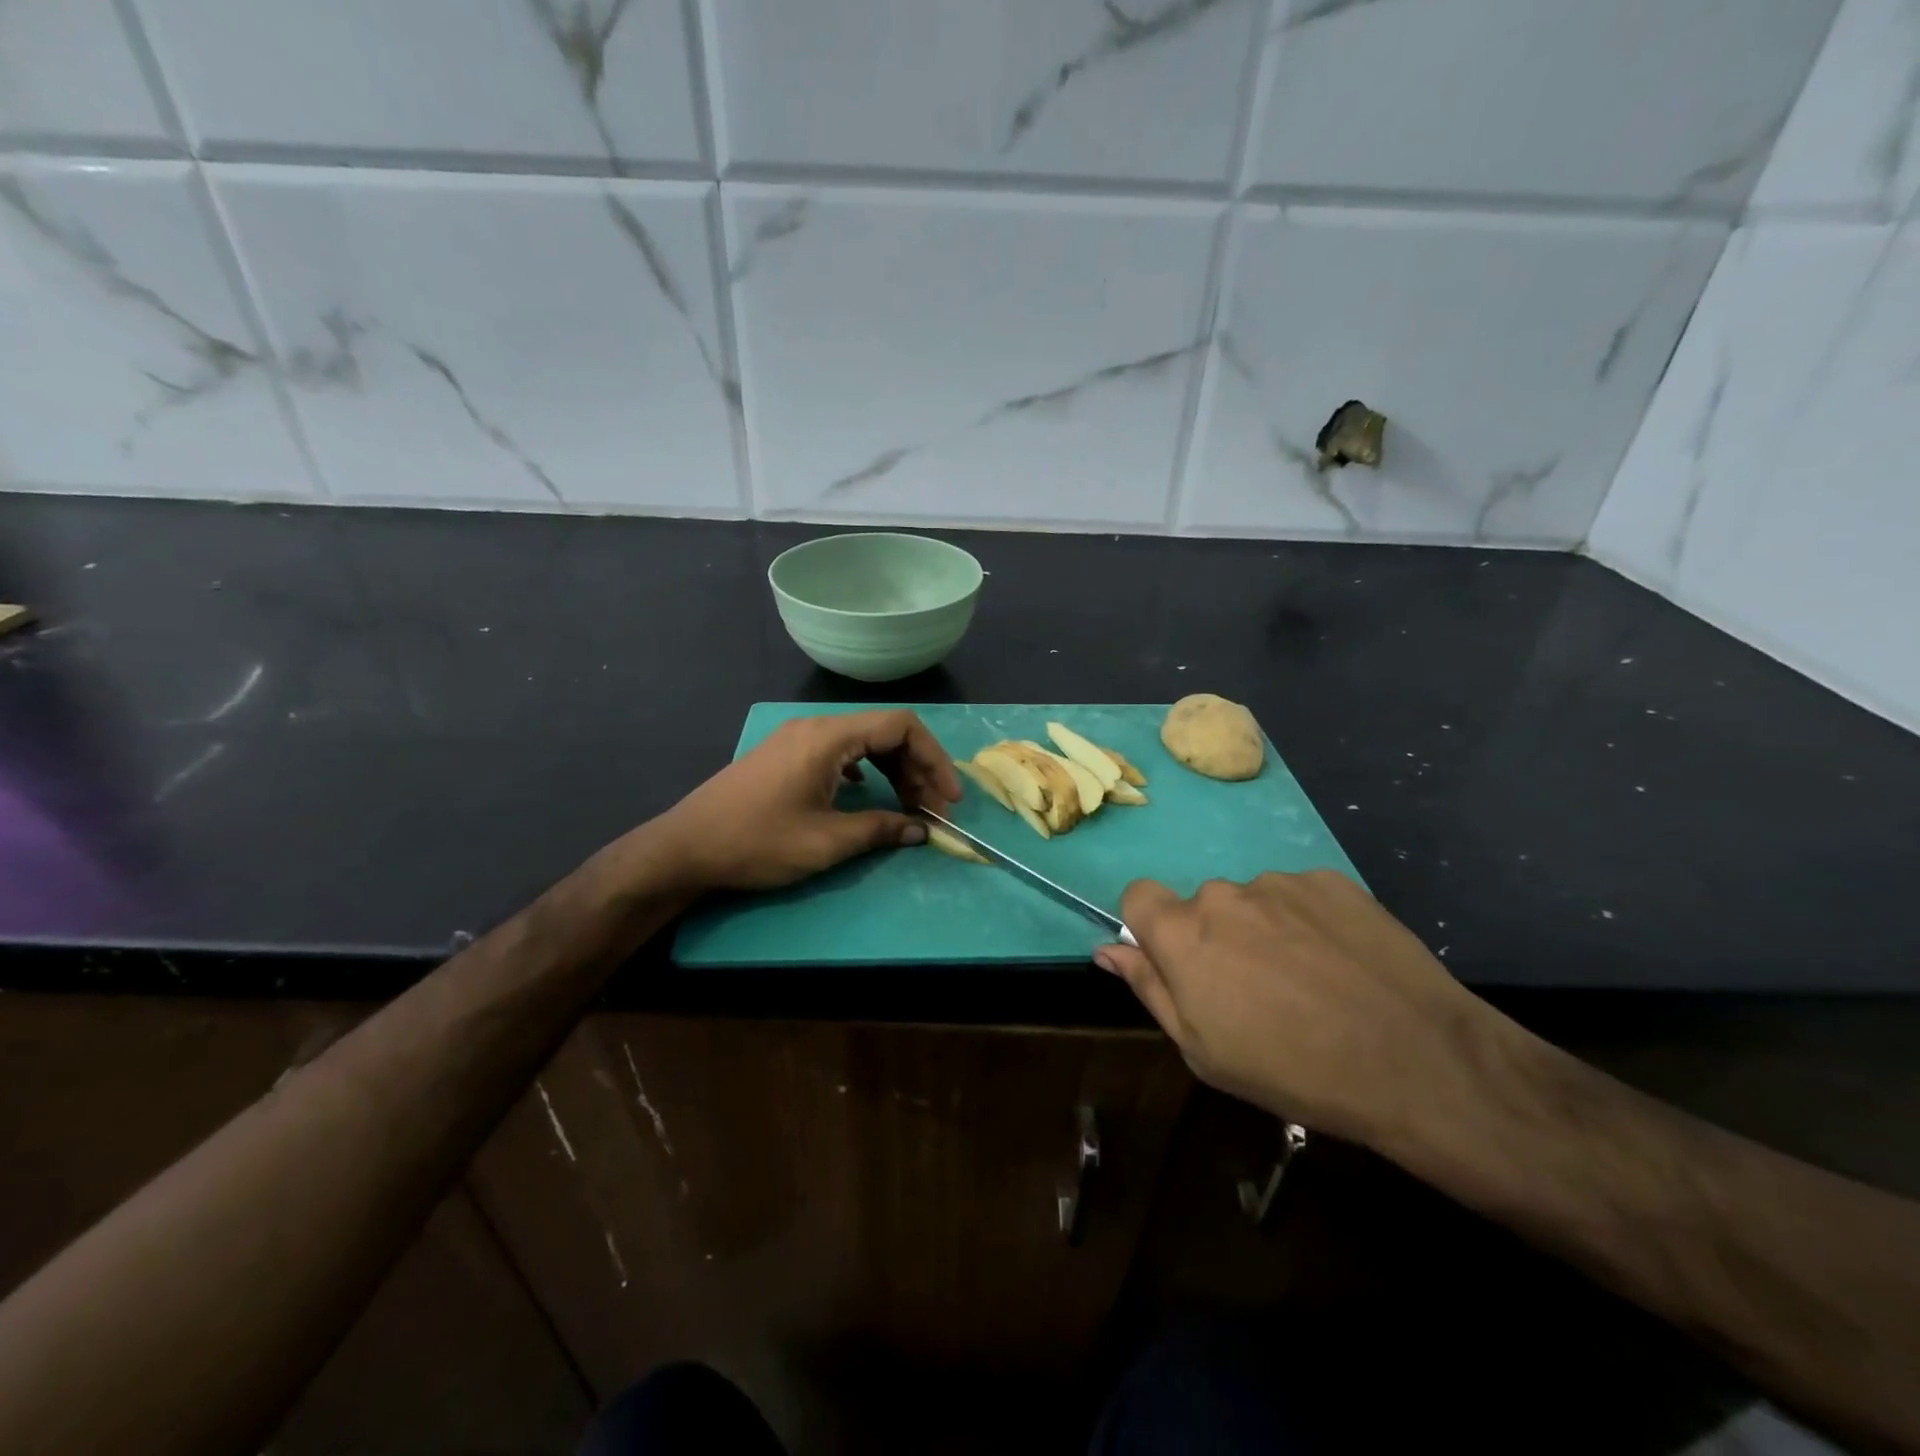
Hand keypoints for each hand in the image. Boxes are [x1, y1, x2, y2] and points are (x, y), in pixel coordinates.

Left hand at [660, 710, 961, 892]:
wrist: (685, 849)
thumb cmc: (757, 842)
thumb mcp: (826, 842)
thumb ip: (880, 830)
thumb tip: (920, 830)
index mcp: (829, 737)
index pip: (901, 726)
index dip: (934, 759)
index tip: (949, 798)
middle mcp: (815, 726)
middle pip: (885, 732)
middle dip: (917, 769)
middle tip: (933, 810)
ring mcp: (798, 738)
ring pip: (864, 742)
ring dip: (893, 771)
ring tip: (909, 806)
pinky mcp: (786, 755)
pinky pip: (841, 751)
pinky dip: (867, 771)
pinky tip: (869, 794)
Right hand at [1095, 872, 1488, 1144]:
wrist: (1417, 1061)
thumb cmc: (1293, 1070)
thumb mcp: (1203, 1050)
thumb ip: (1148, 988)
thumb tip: (1108, 949)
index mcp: (1183, 934)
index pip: (1138, 896)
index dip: (1150, 927)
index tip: (1180, 964)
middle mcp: (1224, 894)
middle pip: (1202, 906)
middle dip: (1216, 939)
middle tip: (1257, 991)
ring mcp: (1280, 883)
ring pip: (1253, 902)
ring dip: (1265, 931)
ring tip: (1311, 982)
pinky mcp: (1331, 881)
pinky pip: (1300, 897)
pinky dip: (1309, 923)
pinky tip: (1342, 964)